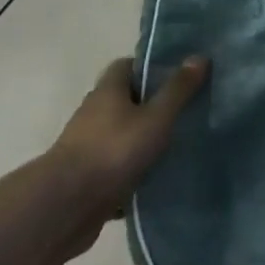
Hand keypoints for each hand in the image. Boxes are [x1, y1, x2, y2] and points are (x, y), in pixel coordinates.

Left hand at [48, 56, 209, 246]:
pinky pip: (116, 168)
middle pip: (125, 101)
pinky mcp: (87, 178)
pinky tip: (157, 180)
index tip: (178, 77)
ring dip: (143, 141)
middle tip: (185, 111)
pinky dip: (133, 172)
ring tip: (177, 146)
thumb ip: (178, 89)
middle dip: (152, 105)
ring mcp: (87, 147)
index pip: (128, 66)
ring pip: (121, 136)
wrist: (64, 208)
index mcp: (108, 91)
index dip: (151, 67)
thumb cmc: (114, 150)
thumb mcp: (156, 117)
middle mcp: (94, 113)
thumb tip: (200, 56)